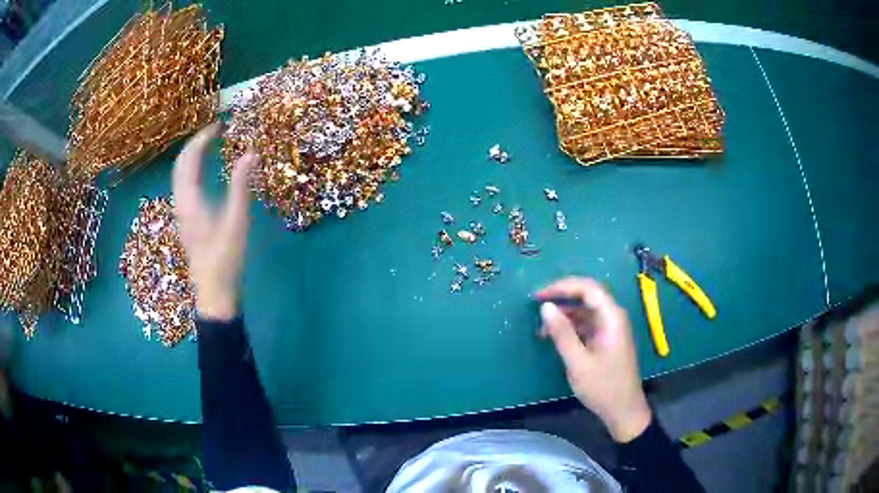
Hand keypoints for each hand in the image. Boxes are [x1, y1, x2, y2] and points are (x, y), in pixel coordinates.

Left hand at [172, 122, 258, 320]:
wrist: (213, 289)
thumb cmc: (225, 257)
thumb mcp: (237, 220)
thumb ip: (241, 185)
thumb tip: (251, 153)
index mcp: (190, 200)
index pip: (189, 158)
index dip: (202, 138)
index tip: (219, 125)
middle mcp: (180, 202)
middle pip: (180, 163)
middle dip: (195, 143)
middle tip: (214, 131)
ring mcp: (180, 211)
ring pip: (179, 174)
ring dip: (191, 155)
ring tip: (209, 144)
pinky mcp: (184, 218)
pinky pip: (182, 184)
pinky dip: (191, 168)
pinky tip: (203, 170)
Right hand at [536, 277, 651, 442]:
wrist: (623, 410)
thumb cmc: (602, 386)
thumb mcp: (578, 362)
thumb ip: (562, 333)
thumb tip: (545, 307)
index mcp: (611, 317)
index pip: (587, 288)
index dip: (562, 286)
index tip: (538, 296)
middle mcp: (613, 317)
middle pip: (587, 296)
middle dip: (561, 298)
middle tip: (537, 306)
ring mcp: (611, 329)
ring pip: (585, 311)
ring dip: (564, 315)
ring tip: (542, 329)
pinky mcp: (607, 340)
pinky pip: (587, 325)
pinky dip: (571, 327)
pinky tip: (555, 338)